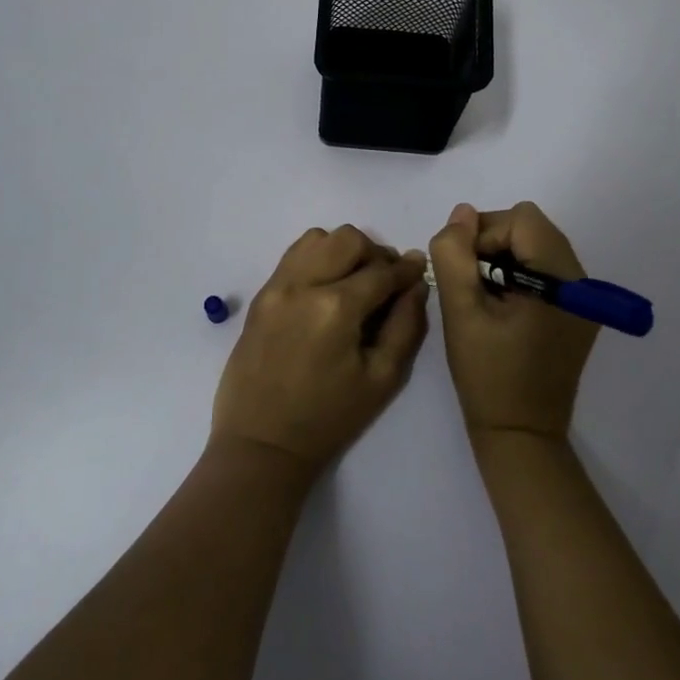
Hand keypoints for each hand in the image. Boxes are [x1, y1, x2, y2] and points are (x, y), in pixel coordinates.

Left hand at [211, 225, 429, 471]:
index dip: (406, 269)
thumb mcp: (382, 378)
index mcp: (336, 308)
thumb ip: (406, 325)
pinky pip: (293, 255)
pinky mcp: (261, 294)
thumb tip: (417, 283)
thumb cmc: (328, 417)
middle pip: (348, 239)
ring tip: (353, 281)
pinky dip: (316, 258)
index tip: (418, 270)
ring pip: (317, 238)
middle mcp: (303, 284)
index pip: (381, 271)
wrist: (262, 441)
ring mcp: (277, 286)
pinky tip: (325, 287)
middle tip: (385, 281)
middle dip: (374, 254)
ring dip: (343, 250)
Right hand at [429, 201, 599, 440]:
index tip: (464, 274)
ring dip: (504, 258)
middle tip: (472, 284)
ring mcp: (584, 297)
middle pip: (532, 228)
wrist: (520, 434)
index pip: (520, 220)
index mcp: (561, 280)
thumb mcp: (460, 311)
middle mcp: (582, 281)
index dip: (483, 236)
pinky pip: (545, 269)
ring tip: (486, 297)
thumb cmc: (487, 375)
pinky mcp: (578, 311)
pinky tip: (503, 308)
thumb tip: (462, 213)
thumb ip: (455, 255)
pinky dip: (519, 274)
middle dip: (493, 244)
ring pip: (537, 245)